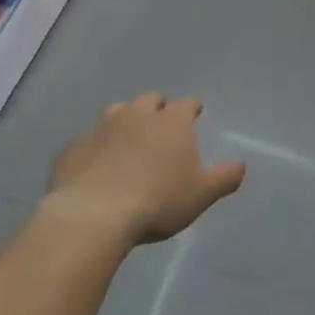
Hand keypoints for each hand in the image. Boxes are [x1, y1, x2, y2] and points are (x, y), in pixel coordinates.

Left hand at [46, 92, 245, 244]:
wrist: (95, 214)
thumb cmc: (158, 201)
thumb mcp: (202, 194)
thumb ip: (225, 177)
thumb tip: (241, 164)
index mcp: (170, 123)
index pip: (186, 104)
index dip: (192, 108)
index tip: (195, 113)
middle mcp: (136, 116)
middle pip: (149, 100)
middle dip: (157, 108)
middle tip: (160, 125)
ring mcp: (100, 129)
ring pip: (115, 113)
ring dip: (124, 121)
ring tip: (127, 140)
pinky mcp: (73, 148)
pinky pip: (86, 141)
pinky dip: (94, 148)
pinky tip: (95, 165)